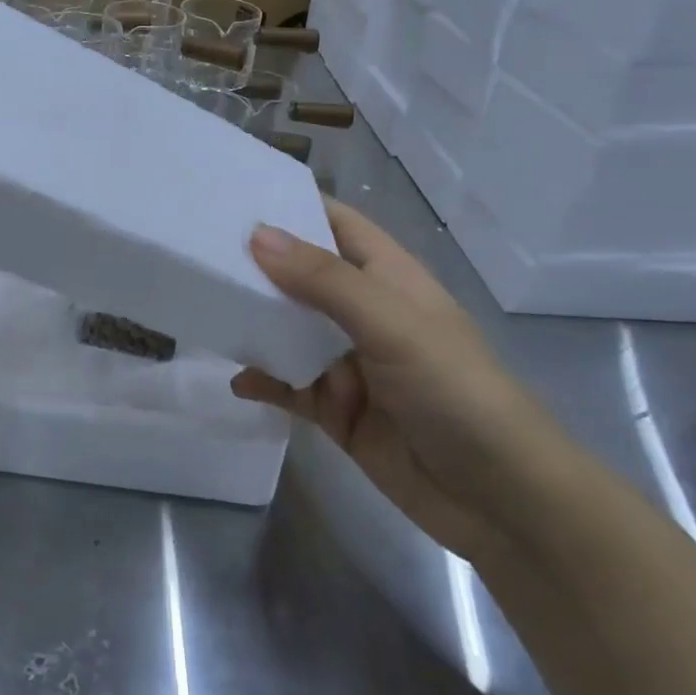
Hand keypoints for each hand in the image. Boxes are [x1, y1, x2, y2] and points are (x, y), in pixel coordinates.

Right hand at [232, 199, 571, 560]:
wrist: (500, 500)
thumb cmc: (455, 391)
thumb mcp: (391, 324)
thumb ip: (324, 281)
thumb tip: (256, 234)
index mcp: (387, 276)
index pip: (334, 223)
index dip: (291, 206)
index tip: (233, 194)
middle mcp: (364, 312)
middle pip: (302, 276)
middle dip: (257, 265)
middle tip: (195, 249)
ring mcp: (349, 364)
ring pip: (290, 331)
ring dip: (255, 322)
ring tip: (203, 306)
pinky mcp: (338, 411)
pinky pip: (290, 387)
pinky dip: (264, 381)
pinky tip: (236, 380)